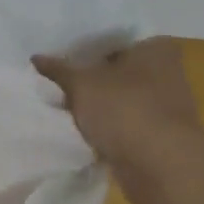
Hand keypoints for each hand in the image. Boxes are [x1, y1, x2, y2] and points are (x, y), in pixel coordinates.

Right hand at [32, 36, 203, 199]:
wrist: (160, 166)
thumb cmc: (125, 109)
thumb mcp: (81, 84)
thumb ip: (58, 69)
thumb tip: (36, 57)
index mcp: (154, 48)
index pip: (112, 38)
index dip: (83, 46)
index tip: (58, 54)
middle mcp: (166, 71)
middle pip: (115, 69)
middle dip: (87, 76)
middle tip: (54, 78)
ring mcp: (164, 105)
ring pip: (117, 97)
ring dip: (95, 103)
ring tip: (60, 103)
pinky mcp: (157, 134)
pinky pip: (122, 122)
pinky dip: (104, 125)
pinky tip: (78, 127)